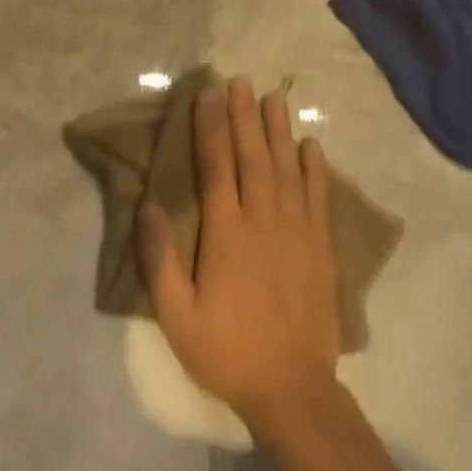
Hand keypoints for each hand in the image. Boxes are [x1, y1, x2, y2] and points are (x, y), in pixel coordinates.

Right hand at [137, 77, 340, 431]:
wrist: (293, 389)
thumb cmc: (226, 350)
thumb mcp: (176, 314)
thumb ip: (160, 257)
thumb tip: (149, 203)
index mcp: (226, 234)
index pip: (217, 166)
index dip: (211, 127)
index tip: (207, 94)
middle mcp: (264, 221)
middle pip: (253, 157)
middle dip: (244, 116)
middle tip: (239, 81)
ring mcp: (298, 232)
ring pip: (288, 169)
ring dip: (279, 131)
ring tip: (272, 98)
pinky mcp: (321, 248)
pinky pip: (319, 197)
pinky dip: (315, 168)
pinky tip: (312, 145)